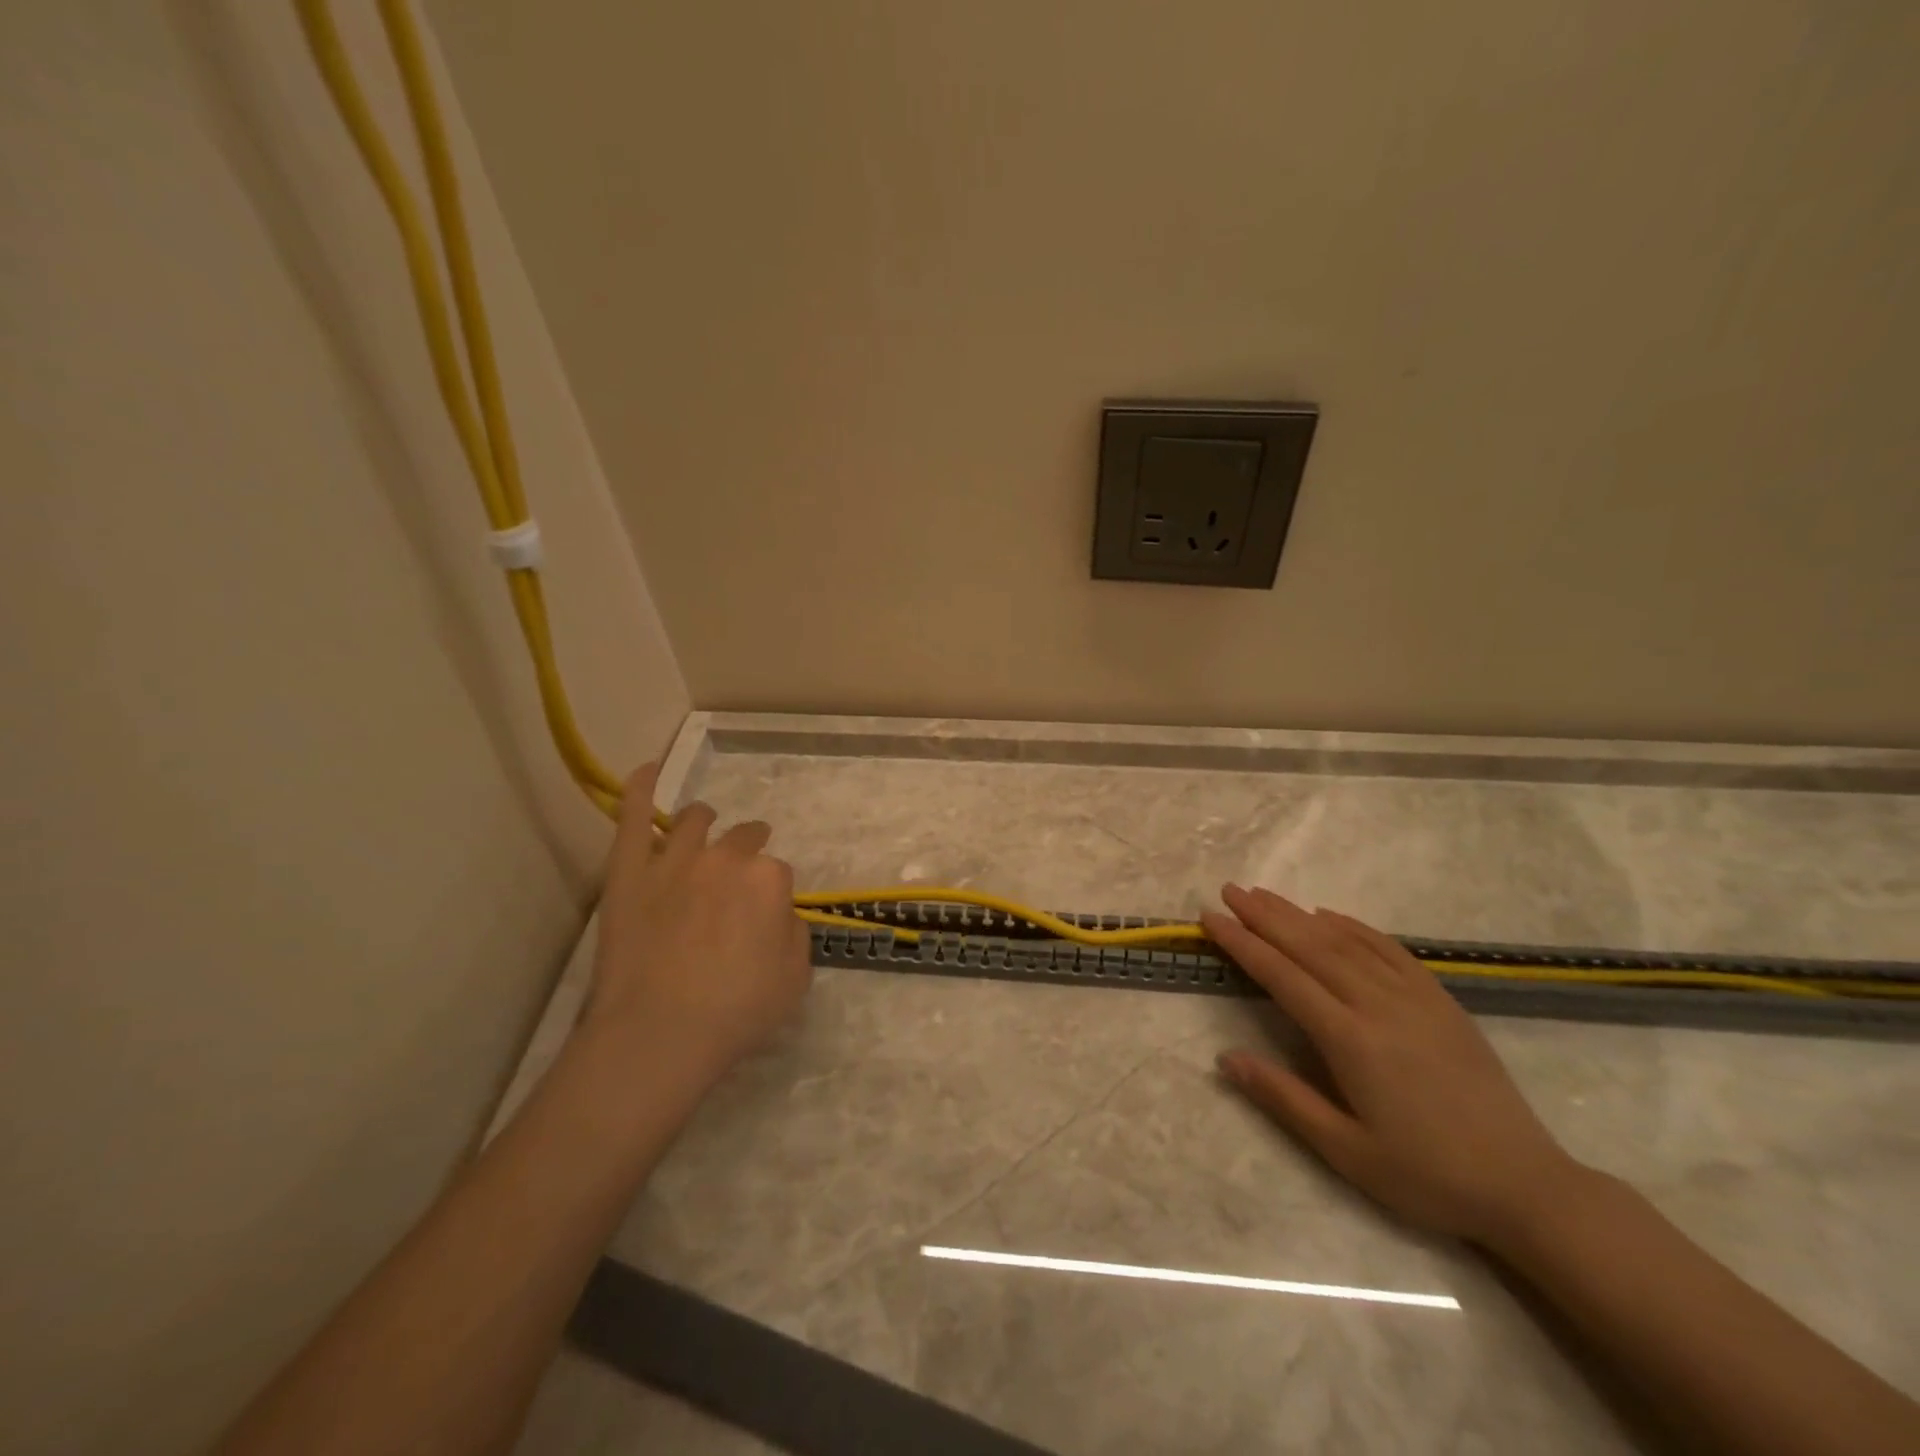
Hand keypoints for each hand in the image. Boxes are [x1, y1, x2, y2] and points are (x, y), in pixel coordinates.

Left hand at [584, 763, 812, 1085]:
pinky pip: (633, 818)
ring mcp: (674, 859)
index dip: (771, 897)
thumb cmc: (737, 1011)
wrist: (660, 1033)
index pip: (777, 872)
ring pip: (695, 821)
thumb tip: (777, 914)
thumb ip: (794, 933)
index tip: (762, 921)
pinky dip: (641, 789)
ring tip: (706, 829)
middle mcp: (725, 856)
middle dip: (747, 852)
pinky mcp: (629, 871)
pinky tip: (648, 770)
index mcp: (769, 878)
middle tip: (738, 884)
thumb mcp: (796, 978)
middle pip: (743, 839)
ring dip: (707, 823)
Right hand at [1204, 884, 1576, 1243]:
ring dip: (1300, 915)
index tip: (1210, 918)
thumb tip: (1225, 1058)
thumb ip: (1284, 1099)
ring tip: (1265, 895)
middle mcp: (1378, 1005)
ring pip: (1345, 942)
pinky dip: (1354, 927)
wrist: (1526, 1185)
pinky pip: (1389, 949)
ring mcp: (1414, 997)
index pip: (1282, 976)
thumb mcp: (1346, 1151)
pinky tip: (1330, 915)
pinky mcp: (1441, 999)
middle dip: (1264, 916)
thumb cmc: (1426, 1174)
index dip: (1242, 944)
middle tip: (1229, 891)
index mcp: (1350, 1039)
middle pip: (1310, 947)